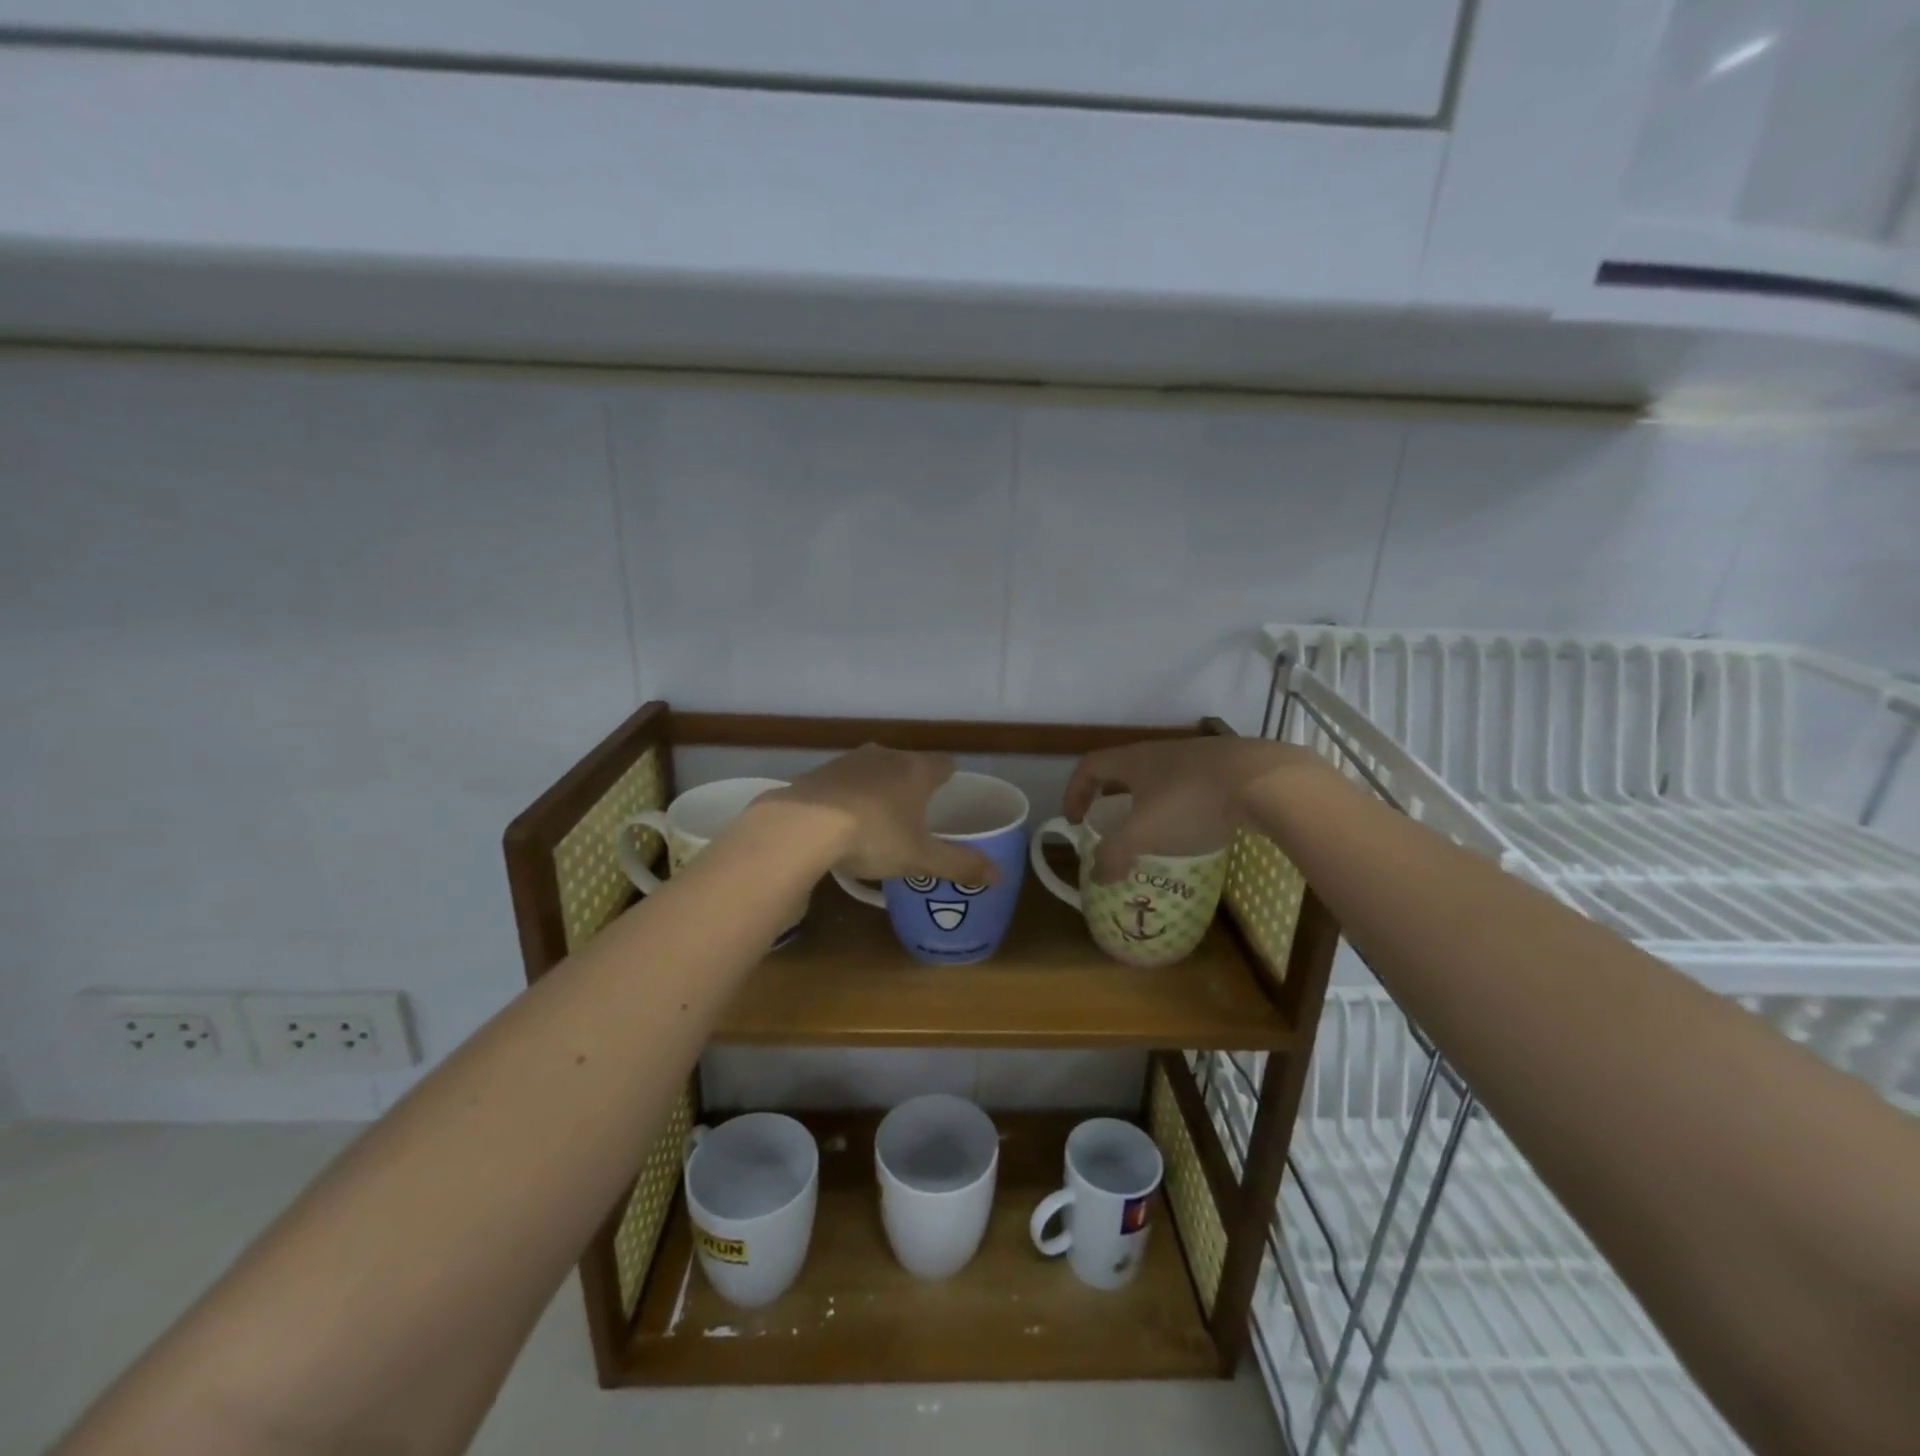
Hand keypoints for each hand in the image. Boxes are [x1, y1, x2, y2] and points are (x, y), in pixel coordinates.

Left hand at [766, 745, 999, 886]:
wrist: (801, 826)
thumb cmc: (873, 836)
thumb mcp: (919, 858)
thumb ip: (959, 864)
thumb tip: (999, 876)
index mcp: (916, 771)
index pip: (944, 764)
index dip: (950, 778)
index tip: (950, 794)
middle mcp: (885, 756)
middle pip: (908, 763)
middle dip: (913, 783)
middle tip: (915, 812)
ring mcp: (848, 761)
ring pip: (874, 769)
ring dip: (878, 787)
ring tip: (878, 817)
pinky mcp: (818, 772)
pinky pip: (843, 781)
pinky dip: (847, 795)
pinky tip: (840, 820)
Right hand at [1064, 736, 1317, 882]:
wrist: (1266, 782)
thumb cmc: (1192, 802)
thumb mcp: (1144, 834)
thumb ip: (1114, 855)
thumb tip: (1098, 874)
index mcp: (1134, 761)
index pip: (1090, 766)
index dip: (1075, 791)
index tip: (1074, 820)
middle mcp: (1161, 752)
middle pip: (1125, 771)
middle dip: (1112, 799)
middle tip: (1111, 826)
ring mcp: (1197, 757)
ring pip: (1161, 779)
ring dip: (1149, 804)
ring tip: (1155, 834)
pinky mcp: (1228, 769)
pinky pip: (1192, 787)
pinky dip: (1183, 807)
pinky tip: (1197, 830)